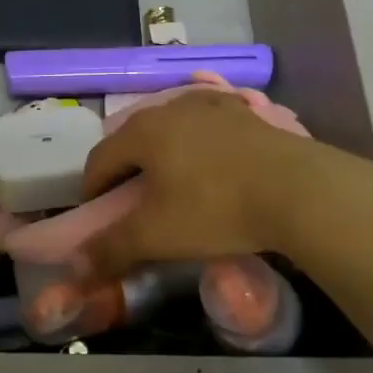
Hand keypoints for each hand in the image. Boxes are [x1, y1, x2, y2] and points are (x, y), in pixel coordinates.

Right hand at [76, 89, 372, 280]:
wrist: (298, 189)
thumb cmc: (216, 208)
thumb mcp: (157, 235)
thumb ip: (111, 249)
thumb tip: (75, 267)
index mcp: (141, 132)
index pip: (99, 159)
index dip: (92, 190)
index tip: (98, 216)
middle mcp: (169, 108)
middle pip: (133, 139)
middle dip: (126, 169)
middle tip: (133, 204)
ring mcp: (210, 104)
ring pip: (170, 128)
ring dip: (162, 154)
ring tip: (174, 184)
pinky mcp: (243, 111)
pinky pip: (206, 124)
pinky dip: (198, 142)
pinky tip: (212, 161)